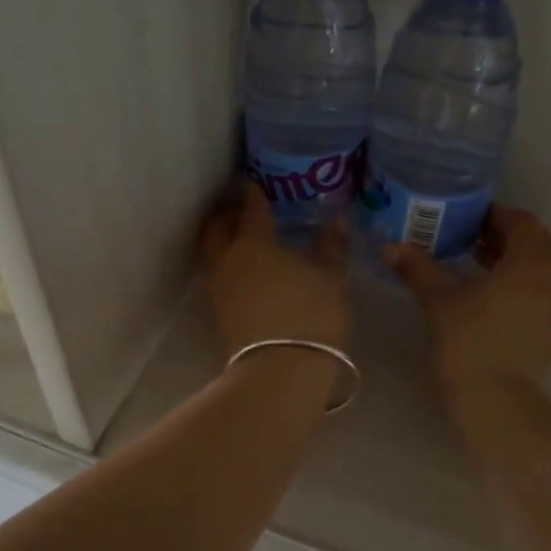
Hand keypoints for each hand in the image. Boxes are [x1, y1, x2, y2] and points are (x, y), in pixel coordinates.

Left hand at [200, 180, 351, 354]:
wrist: (280, 371)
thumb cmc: (310, 316)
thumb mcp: (330, 279)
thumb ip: (331, 247)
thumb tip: (337, 221)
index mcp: (254, 243)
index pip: (250, 209)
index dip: (253, 192)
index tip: (253, 180)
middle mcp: (229, 260)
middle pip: (217, 228)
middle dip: (226, 213)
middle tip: (242, 207)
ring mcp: (220, 287)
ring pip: (213, 251)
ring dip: (223, 238)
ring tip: (245, 236)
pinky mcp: (220, 311)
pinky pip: (219, 273)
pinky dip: (228, 262)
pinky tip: (249, 268)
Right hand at [384, 204, 550, 407]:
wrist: (497, 400)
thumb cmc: (469, 341)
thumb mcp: (438, 299)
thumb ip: (417, 268)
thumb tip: (390, 246)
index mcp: (529, 264)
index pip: (523, 222)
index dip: (497, 214)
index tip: (469, 216)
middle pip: (534, 244)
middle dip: (503, 236)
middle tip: (468, 237)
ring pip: (536, 270)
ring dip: (509, 261)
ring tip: (472, 263)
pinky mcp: (549, 331)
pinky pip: (535, 293)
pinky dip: (514, 284)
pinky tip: (483, 297)